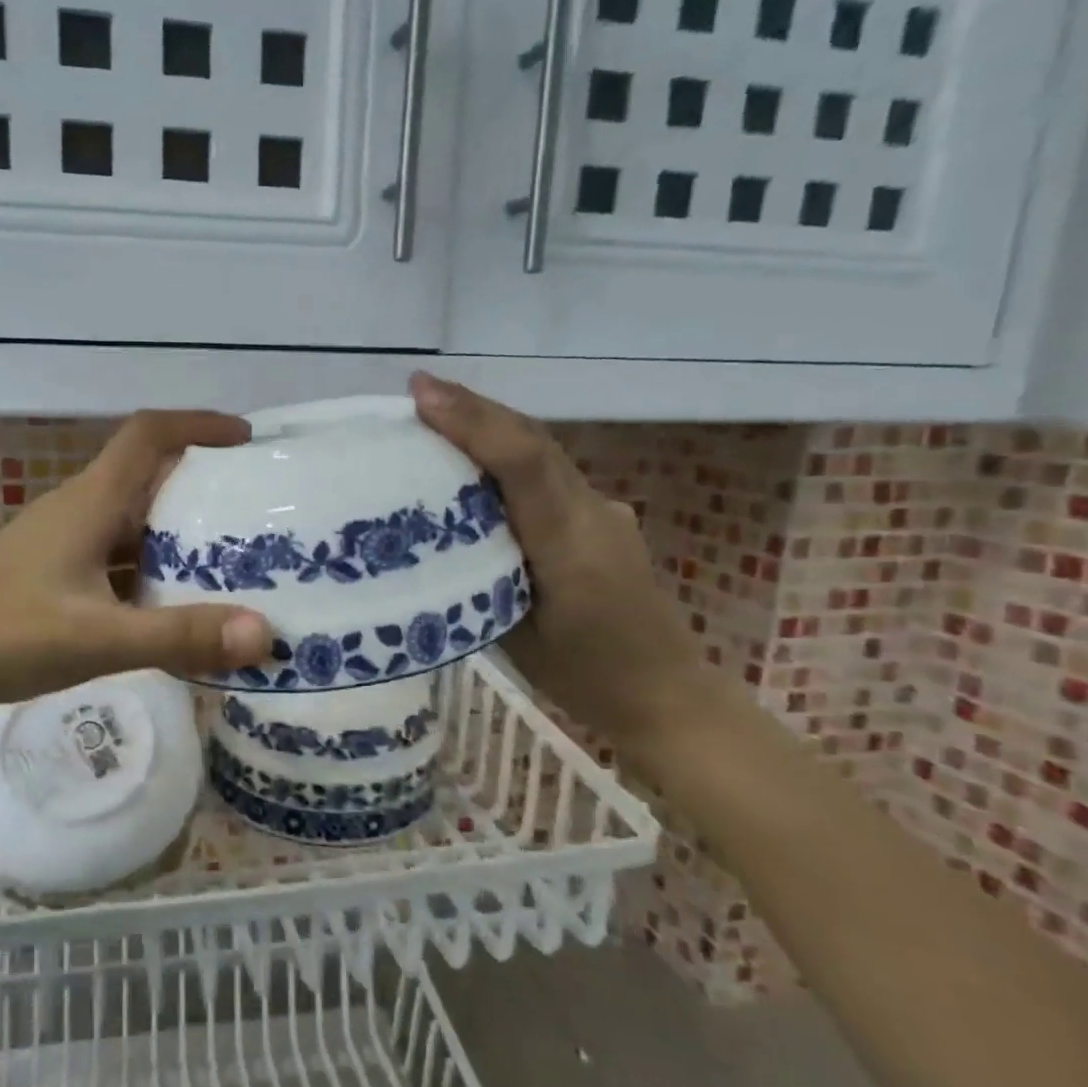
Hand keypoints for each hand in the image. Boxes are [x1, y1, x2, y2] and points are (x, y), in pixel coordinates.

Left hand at [0, 411, 273, 717]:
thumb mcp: (96, 639)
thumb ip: (178, 636)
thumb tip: (265, 633)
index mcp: (90, 503)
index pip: (149, 435)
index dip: (199, 425)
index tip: (247, 440)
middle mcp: (77, 511)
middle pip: (147, 476)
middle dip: (201, 484)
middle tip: (253, 512)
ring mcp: (60, 544)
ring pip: (131, 522)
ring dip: (176, 532)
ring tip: (228, 560)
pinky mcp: (50, 575)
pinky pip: (114, 557)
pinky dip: (149, 569)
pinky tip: (169, 605)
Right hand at [410, 372, 709, 745]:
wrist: (668, 695)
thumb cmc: (585, 678)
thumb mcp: (515, 635)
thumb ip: (482, 575)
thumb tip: (439, 536)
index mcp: (570, 545)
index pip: (523, 464)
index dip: (473, 423)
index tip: (422, 396)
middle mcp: (593, 513)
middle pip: (534, 442)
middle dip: (476, 409)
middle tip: (420, 391)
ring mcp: (604, 512)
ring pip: (543, 453)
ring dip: (492, 427)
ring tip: (438, 414)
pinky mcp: (604, 519)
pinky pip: (551, 475)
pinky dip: (510, 455)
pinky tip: (479, 464)